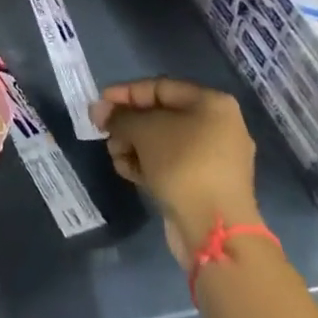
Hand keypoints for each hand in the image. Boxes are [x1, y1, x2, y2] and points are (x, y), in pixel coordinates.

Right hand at [89, 78, 258, 269]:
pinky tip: (126, 171)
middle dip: (127, 124)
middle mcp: (218, 126)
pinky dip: (147, 164)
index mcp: (212, 104)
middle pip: (161, 116)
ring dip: (133, 145)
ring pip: (163, 142)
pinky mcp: (206, 184)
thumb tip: (99, 110)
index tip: (99, 104)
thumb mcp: (143, 131)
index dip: (125, 93)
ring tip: (115, 156)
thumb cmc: (182, 164)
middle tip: (103, 132)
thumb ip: (119, 116)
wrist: (214, 229)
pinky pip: (171, 164)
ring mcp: (214, 158)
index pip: (160, 88)